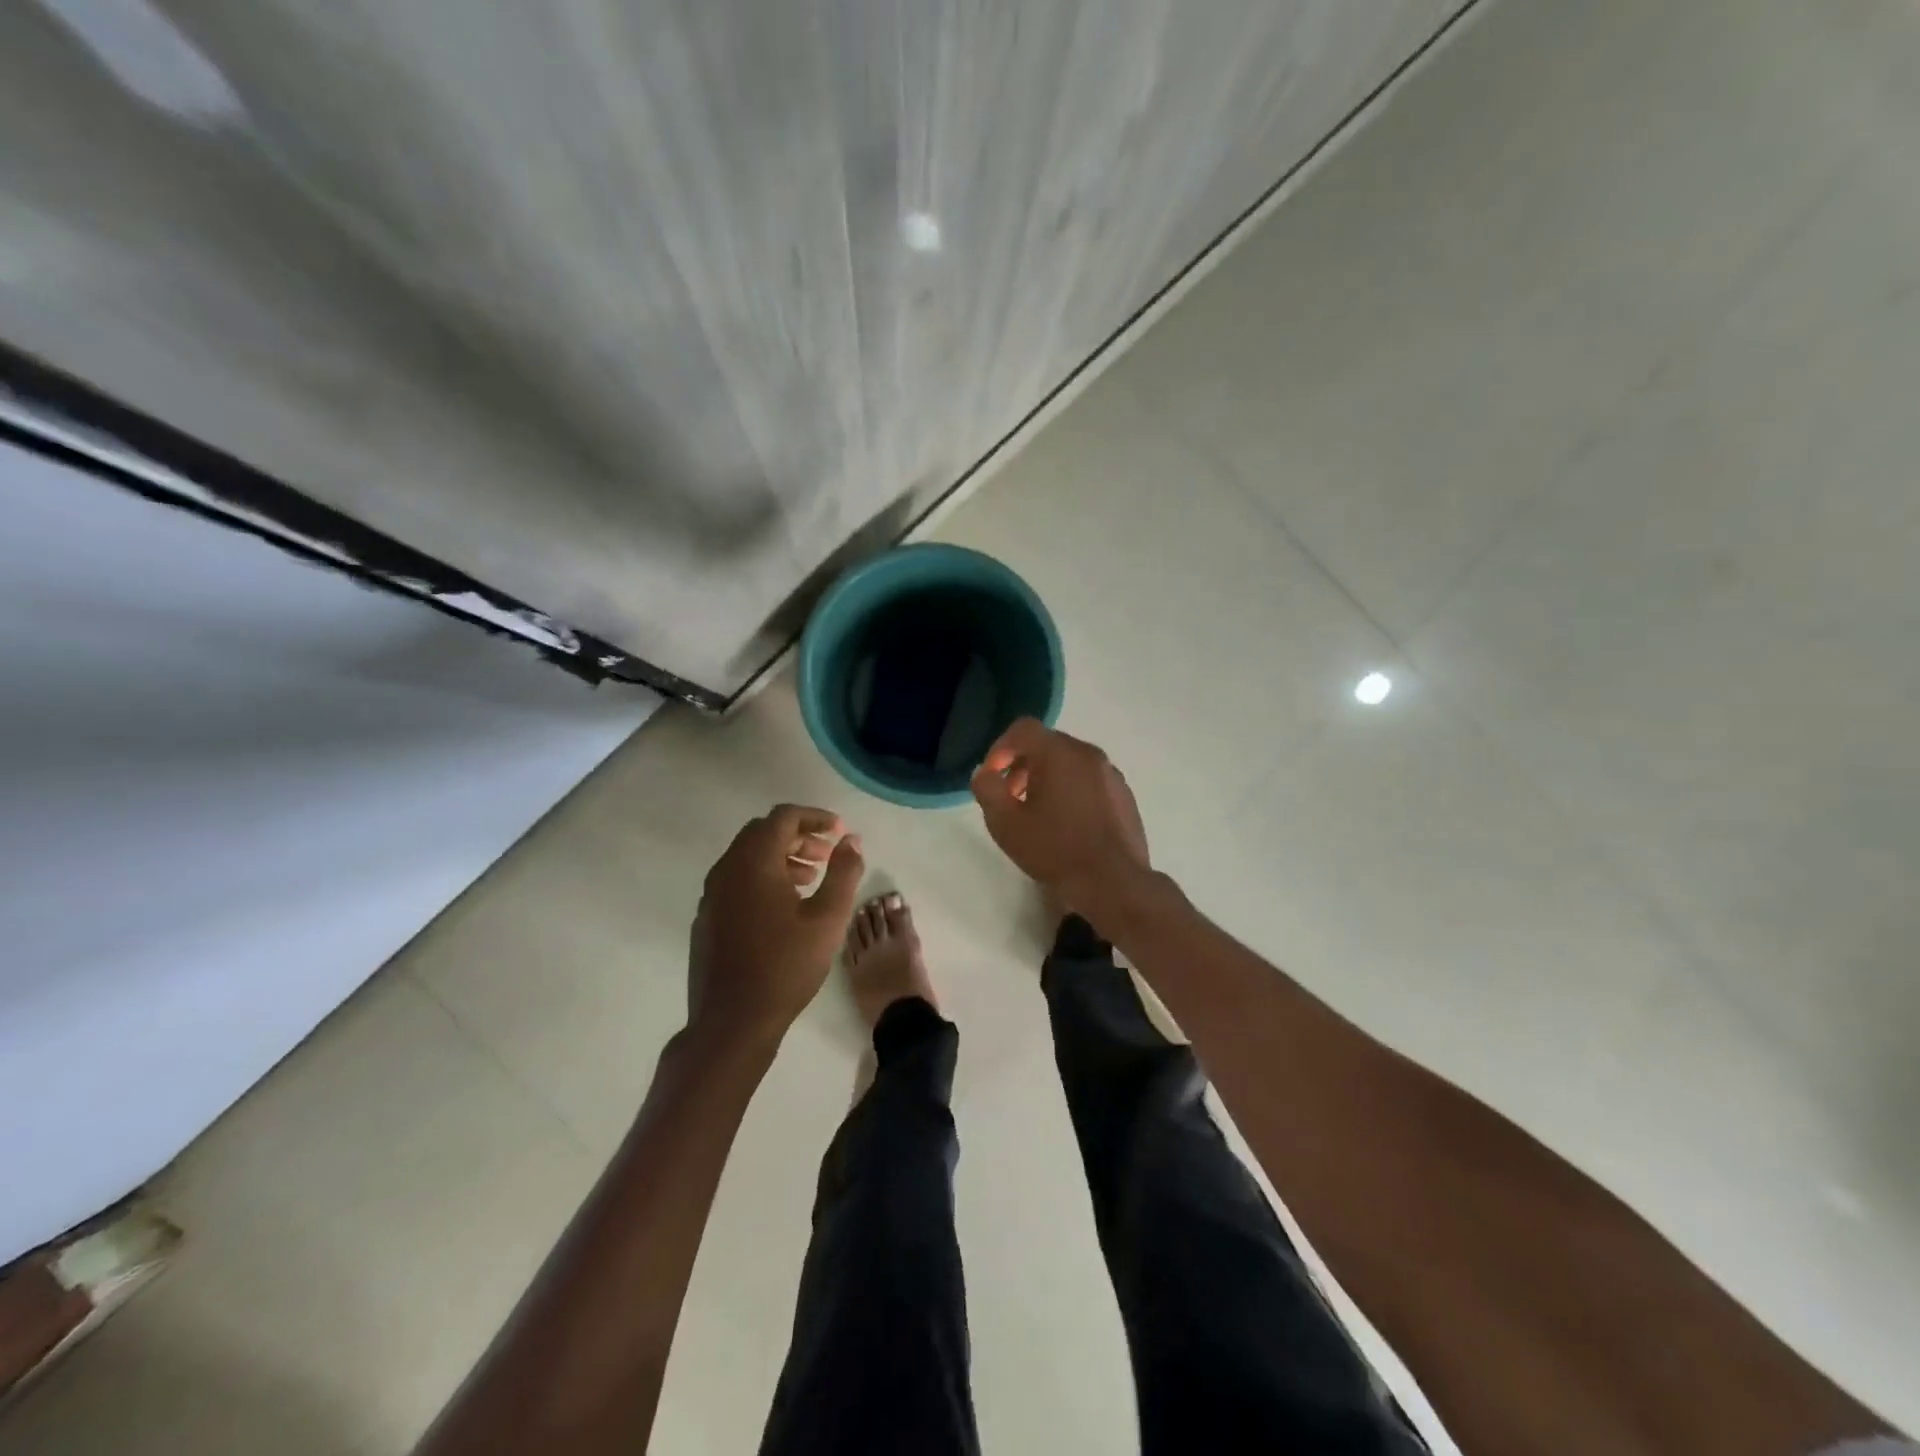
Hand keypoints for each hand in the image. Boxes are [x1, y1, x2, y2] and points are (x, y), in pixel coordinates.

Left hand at [687, 804, 863, 1048]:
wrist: (732, 1022)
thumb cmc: (785, 966)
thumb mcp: (827, 918)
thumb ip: (843, 872)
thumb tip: (852, 840)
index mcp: (753, 862)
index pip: (783, 817)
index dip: (815, 817)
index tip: (839, 831)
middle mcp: (726, 870)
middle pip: (763, 832)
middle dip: (798, 835)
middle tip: (827, 855)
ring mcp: (712, 895)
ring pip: (748, 857)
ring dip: (781, 857)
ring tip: (811, 879)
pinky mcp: (708, 917)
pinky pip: (736, 880)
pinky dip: (762, 877)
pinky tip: (784, 907)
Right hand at [969, 719, 1150, 908]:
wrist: (1113, 882)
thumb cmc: (1054, 849)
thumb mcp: (1005, 823)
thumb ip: (987, 789)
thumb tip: (986, 773)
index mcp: (1059, 753)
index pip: (1023, 729)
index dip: (1000, 748)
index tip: (992, 778)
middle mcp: (1088, 754)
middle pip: (1047, 744)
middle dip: (1023, 765)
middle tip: (1011, 798)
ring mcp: (1111, 774)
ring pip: (1070, 763)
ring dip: (1048, 779)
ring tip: (1037, 814)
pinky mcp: (1124, 795)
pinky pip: (1089, 781)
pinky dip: (1072, 790)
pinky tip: (1067, 825)